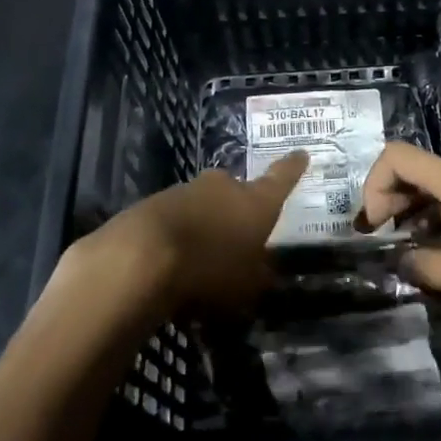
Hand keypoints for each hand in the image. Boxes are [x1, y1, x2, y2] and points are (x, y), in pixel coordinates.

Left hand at [64, 152, 308, 316]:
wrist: (139, 257)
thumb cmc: (209, 270)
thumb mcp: (246, 287)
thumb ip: (258, 276)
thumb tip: (263, 270)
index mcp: (255, 202)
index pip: (281, 179)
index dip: (292, 168)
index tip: (301, 153)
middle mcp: (223, 187)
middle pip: (236, 192)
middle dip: (238, 209)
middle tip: (237, 234)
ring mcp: (185, 190)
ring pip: (203, 205)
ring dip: (205, 223)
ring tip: (200, 257)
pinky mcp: (153, 204)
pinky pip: (175, 218)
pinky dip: (177, 234)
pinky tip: (170, 261)